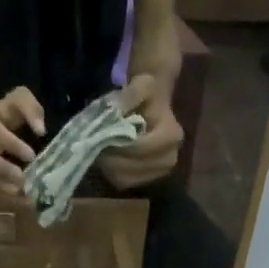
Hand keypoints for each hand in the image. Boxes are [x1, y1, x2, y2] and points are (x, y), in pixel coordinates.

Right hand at [0, 87, 45, 203]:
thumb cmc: (5, 113)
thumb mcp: (19, 99)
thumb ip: (31, 109)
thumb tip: (41, 130)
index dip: (12, 144)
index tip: (31, 155)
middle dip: (0, 169)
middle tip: (22, 180)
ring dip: (0, 188)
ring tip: (22, 194)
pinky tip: (16, 200)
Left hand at [97, 72, 182, 188]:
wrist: (151, 108)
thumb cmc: (147, 96)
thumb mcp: (141, 85)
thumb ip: (130, 94)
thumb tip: (116, 108)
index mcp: (172, 136)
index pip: (142, 148)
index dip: (120, 143)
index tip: (104, 133)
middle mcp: (169, 159)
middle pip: (132, 166)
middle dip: (112, 156)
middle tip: (97, 143)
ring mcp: (157, 174)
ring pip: (124, 178)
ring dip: (108, 165)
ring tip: (102, 148)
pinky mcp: (144, 181)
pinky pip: (121, 182)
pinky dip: (110, 171)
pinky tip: (107, 157)